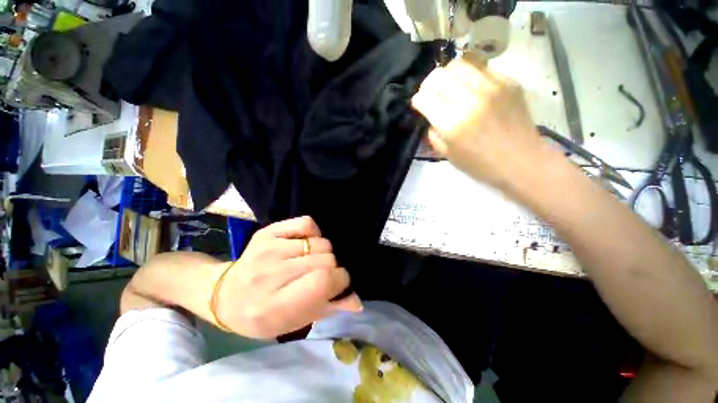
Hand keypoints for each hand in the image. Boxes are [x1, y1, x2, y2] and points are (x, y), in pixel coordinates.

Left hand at [214, 216, 361, 338]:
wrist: (226, 295)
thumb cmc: (263, 316)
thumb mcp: (295, 322)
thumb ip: (329, 309)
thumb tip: (358, 302)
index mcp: (276, 305)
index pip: (323, 281)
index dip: (340, 281)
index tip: (339, 284)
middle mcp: (271, 274)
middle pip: (325, 259)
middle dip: (333, 268)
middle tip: (323, 275)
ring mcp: (268, 249)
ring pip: (320, 243)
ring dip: (324, 253)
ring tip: (312, 261)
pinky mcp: (268, 233)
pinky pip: (307, 223)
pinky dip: (314, 232)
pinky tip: (307, 244)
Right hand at [411, 58, 545, 187]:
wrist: (522, 162)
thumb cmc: (481, 165)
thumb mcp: (447, 155)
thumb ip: (434, 134)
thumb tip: (431, 116)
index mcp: (452, 124)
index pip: (425, 98)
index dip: (417, 100)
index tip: (419, 105)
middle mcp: (470, 100)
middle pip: (438, 76)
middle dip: (428, 85)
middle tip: (431, 95)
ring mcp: (492, 87)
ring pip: (458, 64)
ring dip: (447, 76)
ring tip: (449, 87)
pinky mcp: (508, 81)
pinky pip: (480, 67)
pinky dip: (468, 75)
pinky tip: (470, 87)